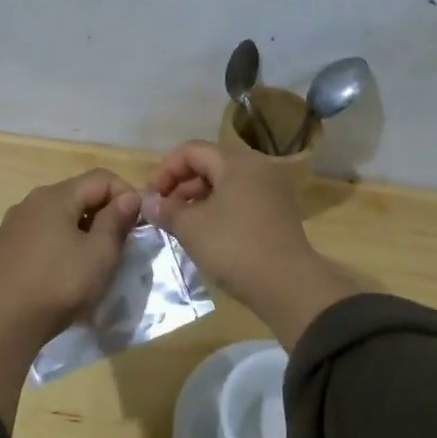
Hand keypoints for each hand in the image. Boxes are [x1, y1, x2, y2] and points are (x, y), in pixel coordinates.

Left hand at [0, 169, 141, 342]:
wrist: (9, 322)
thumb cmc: (62, 284)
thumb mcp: (101, 253)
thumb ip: (116, 220)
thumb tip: (129, 197)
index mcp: (56, 196)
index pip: (101, 178)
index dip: (125, 195)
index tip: (137, 223)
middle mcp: (30, 201)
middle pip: (76, 194)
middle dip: (101, 211)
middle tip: (118, 242)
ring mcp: (11, 224)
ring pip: (52, 215)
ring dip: (74, 227)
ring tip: (87, 254)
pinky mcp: (1, 248)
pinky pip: (30, 235)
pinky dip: (45, 241)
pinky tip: (47, 259)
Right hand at [143, 141, 360, 344]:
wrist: (288, 286)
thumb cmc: (234, 247)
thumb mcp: (192, 228)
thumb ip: (166, 210)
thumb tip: (148, 201)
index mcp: (237, 162)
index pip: (191, 151)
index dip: (165, 170)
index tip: (150, 198)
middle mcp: (257, 167)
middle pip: (209, 165)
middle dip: (180, 186)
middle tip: (162, 212)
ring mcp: (271, 190)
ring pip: (224, 184)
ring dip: (197, 200)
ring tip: (179, 225)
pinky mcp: (278, 213)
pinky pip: (240, 200)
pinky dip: (218, 210)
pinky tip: (204, 234)